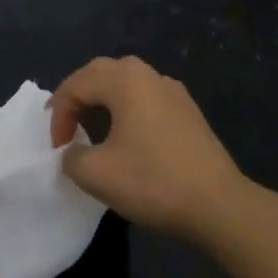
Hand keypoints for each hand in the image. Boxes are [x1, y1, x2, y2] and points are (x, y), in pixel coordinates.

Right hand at [50, 56, 249, 242]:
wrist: (219, 205)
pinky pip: (147, 97)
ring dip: (103, 98)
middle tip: (66, 124)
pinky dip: (127, 107)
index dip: (59, 114)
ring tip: (92, 126)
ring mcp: (174, 91)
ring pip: (127, 81)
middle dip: (77, 95)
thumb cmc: (153, 182)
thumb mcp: (96, 174)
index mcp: (125, 81)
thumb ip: (71, 157)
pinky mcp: (189, 112)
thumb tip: (75, 152)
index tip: (58, 148)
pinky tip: (128, 135)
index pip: (77, 84)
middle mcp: (149, 75)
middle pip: (101, 71)